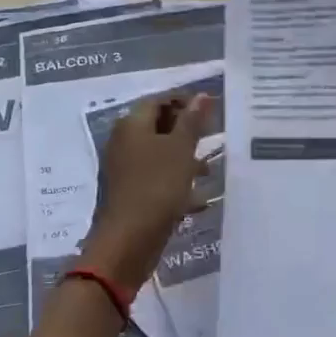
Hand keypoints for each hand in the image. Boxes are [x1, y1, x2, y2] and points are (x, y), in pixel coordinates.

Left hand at [80, 91, 214, 291]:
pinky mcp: (129, 194)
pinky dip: (176, 183)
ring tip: (209, 172)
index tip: (211, 111)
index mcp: (132, 125)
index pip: (158, 100)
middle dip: (186, 131)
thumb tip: (201, 95)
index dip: (184, 101)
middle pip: (157, 127)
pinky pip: (156, 179)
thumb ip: (192, 121)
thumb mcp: (181, 150)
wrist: (128, 241)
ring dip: (184, 159)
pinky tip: (198, 199)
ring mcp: (124, 170)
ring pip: (158, 155)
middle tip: (212, 139)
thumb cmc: (157, 187)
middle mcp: (123, 143)